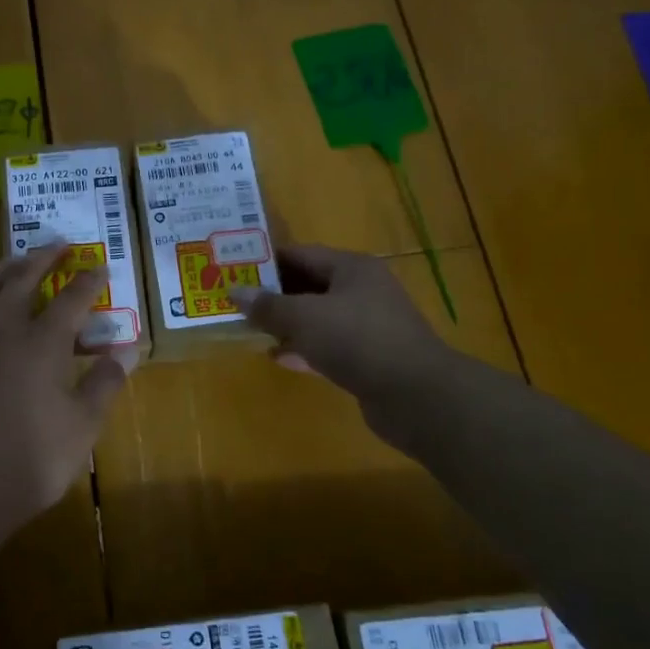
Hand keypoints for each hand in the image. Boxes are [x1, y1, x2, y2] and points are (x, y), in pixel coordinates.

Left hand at [0, 244, 138, 536]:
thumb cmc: (32, 460)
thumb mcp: (83, 427)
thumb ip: (104, 384)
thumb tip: (127, 351)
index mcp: (41, 344)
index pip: (71, 299)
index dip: (89, 281)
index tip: (101, 267)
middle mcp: (3, 332)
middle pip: (21, 278)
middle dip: (42, 257)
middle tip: (59, 245)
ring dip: (2, 267)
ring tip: (17, 262)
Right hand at [229, 245, 452, 411]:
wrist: (415, 395)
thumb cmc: (357, 340)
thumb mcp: (304, 317)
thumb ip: (268, 305)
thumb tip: (234, 291)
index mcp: (352, 268)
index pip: (302, 253)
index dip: (268, 260)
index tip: (235, 268)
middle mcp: (362, 291)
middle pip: (310, 285)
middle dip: (274, 294)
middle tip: (237, 300)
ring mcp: (368, 326)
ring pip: (318, 318)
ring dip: (287, 323)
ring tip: (250, 329)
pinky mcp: (368, 358)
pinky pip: (328, 346)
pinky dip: (303, 349)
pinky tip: (277, 358)